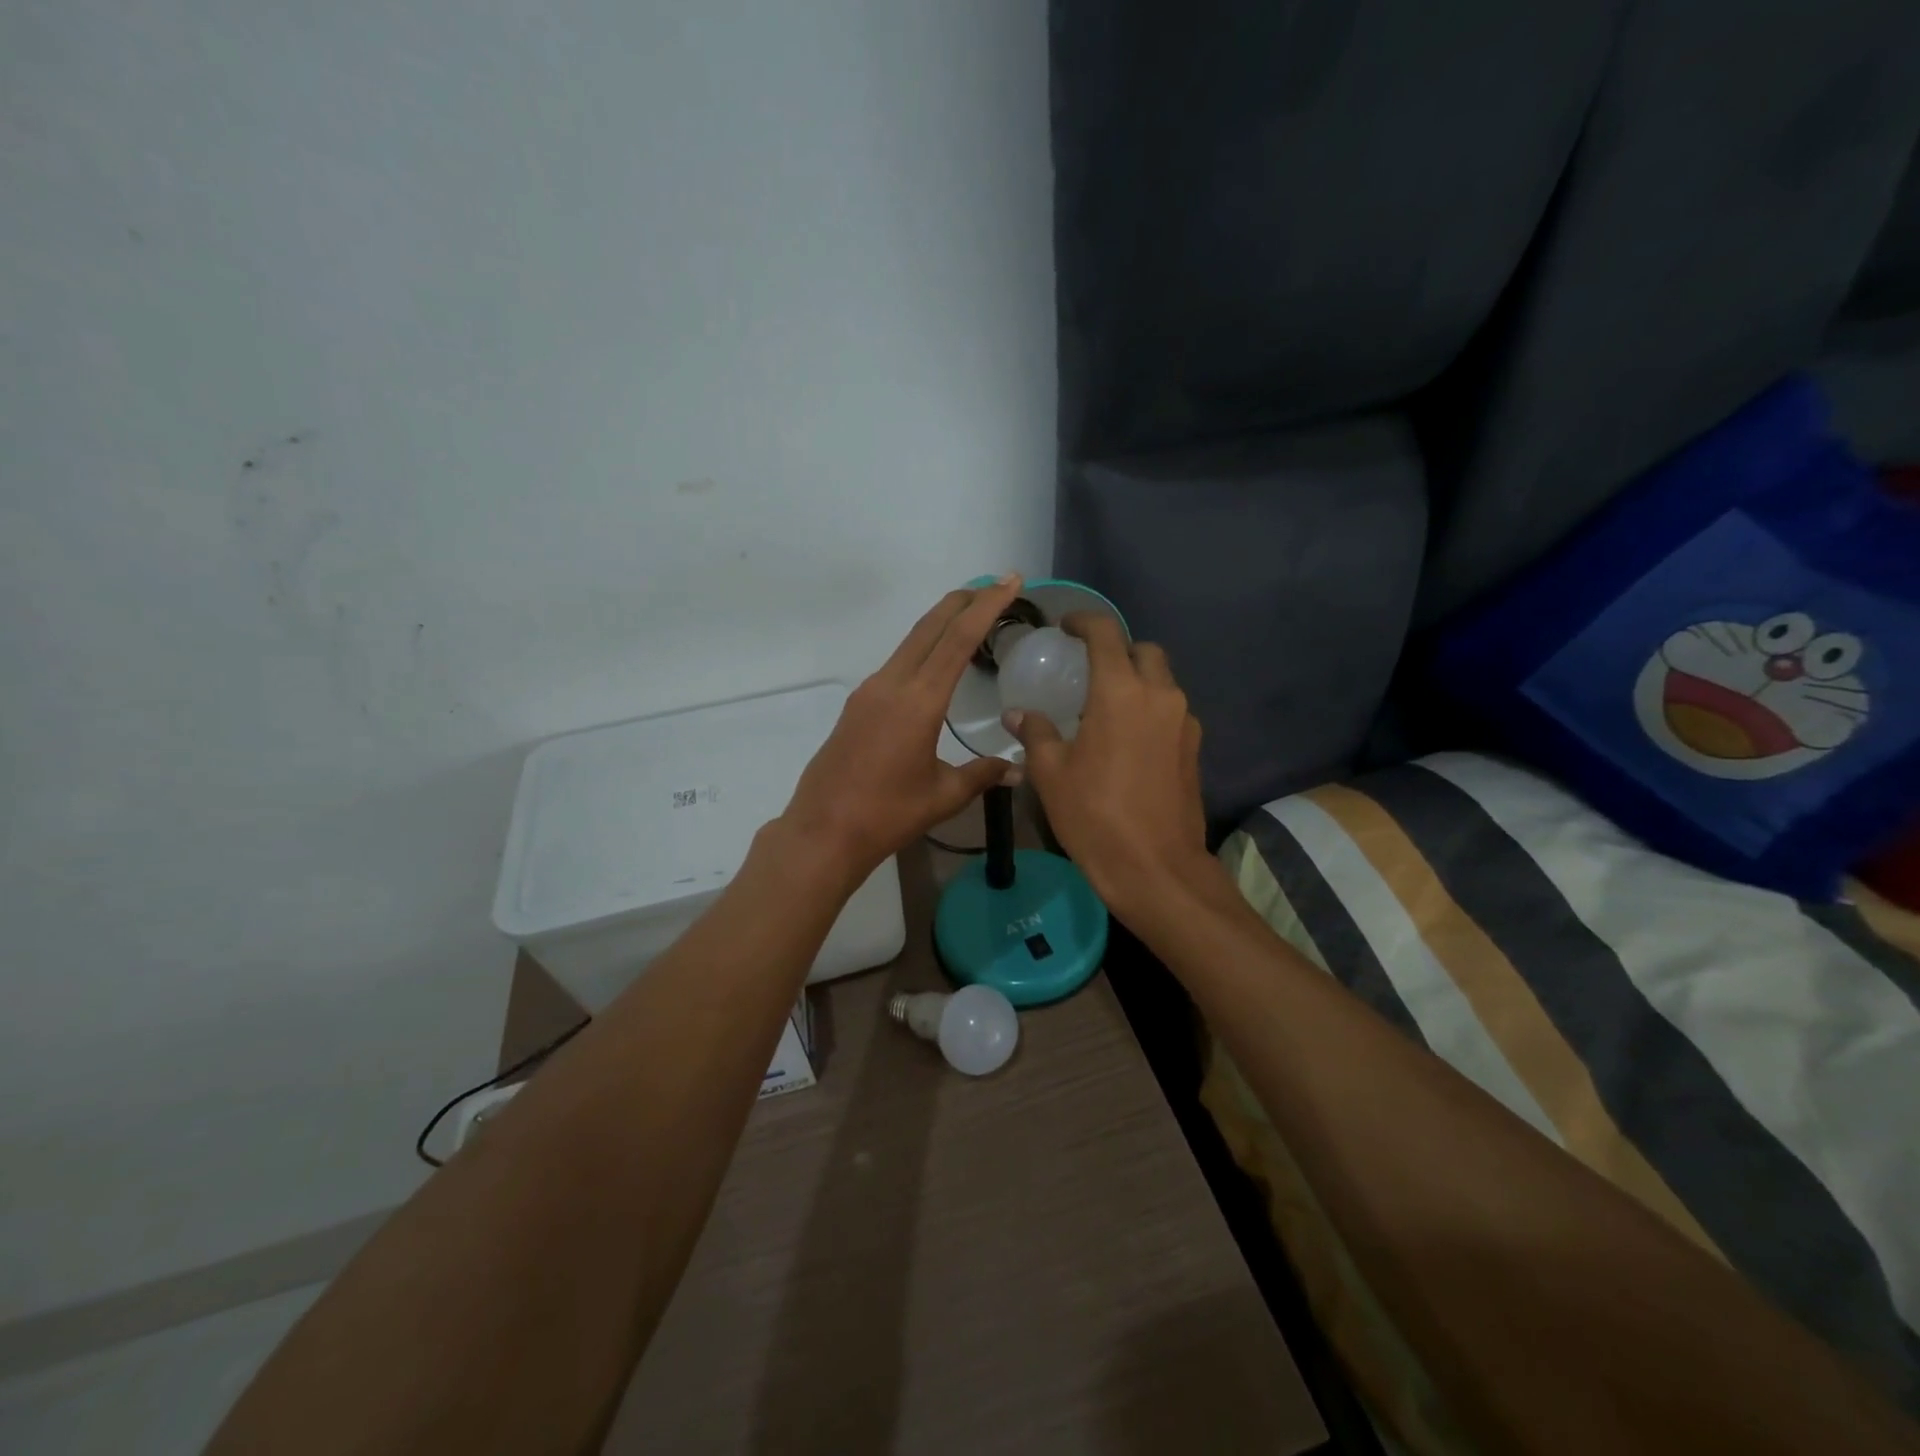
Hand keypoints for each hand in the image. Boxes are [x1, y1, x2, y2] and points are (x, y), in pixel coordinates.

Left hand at [780, 577, 1024, 880]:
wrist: (823, 831)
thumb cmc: (887, 815)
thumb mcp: (943, 795)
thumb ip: (982, 775)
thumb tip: (1018, 770)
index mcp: (918, 701)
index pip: (958, 640)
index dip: (986, 606)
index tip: (1008, 580)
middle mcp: (892, 684)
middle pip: (930, 627)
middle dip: (963, 601)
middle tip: (994, 585)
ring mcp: (869, 692)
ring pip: (911, 642)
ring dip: (941, 623)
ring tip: (970, 616)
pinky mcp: (857, 705)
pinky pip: (897, 663)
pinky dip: (923, 648)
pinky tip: (935, 662)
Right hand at [1004, 614, 1212, 917]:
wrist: (1155, 867)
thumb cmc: (1094, 815)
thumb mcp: (1052, 774)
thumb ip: (1036, 734)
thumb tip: (1018, 714)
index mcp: (1119, 692)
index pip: (1105, 634)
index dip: (1084, 621)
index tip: (1066, 627)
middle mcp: (1159, 695)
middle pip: (1143, 651)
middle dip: (1117, 650)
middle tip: (1089, 669)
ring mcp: (1183, 722)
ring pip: (1163, 681)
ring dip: (1137, 681)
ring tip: (1106, 707)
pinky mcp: (1194, 748)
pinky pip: (1172, 711)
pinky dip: (1150, 709)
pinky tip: (1128, 739)